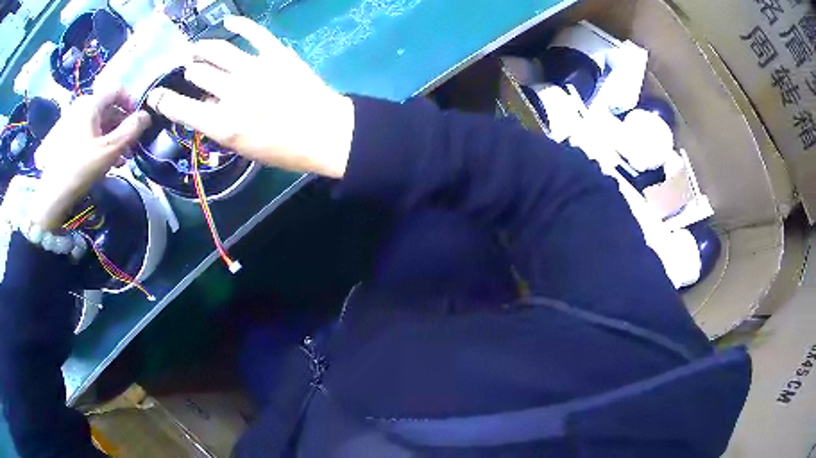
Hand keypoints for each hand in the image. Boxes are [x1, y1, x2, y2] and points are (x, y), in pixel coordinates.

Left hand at [31, 91, 150, 230]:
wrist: (51, 196)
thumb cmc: (81, 169)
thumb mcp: (110, 150)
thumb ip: (131, 130)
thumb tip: (146, 116)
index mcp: (91, 103)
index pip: (118, 90)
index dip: (131, 103)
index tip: (137, 124)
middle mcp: (81, 106)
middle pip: (108, 108)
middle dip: (121, 126)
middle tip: (129, 147)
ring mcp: (71, 121)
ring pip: (98, 122)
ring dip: (111, 137)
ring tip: (118, 159)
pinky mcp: (65, 137)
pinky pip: (86, 132)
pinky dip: (97, 142)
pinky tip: (102, 160)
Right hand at [146, 16, 354, 178]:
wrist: (326, 133)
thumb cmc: (284, 149)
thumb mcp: (242, 147)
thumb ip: (219, 125)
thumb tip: (203, 104)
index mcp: (223, 124)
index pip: (181, 108)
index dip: (164, 100)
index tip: (156, 94)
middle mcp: (234, 94)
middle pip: (199, 72)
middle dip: (191, 70)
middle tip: (190, 67)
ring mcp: (256, 69)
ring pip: (219, 50)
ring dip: (204, 47)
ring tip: (199, 48)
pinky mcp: (277, 54)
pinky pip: (254, 32)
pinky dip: (240, 24)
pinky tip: (229, 21)